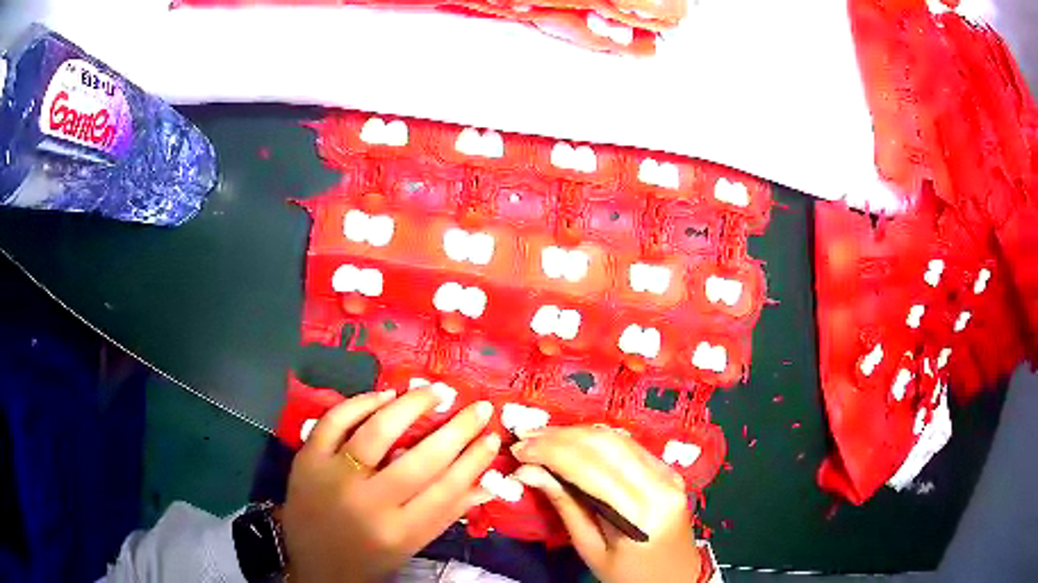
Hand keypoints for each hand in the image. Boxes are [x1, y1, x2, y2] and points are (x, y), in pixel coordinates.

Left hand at [280, 388, 499, 582]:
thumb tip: (486, 483)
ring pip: (377, 432)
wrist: (311, 564)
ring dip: (411, 406)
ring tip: (436, 391)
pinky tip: (385, 396)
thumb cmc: (369, 558)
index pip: (447, 489)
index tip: (491, 437)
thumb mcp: (411, 546)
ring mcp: (333, 477)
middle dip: (457, 430)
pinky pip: (334, 421)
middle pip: (420, 461)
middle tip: (478, 408)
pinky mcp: (307, 459)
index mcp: (399, 531)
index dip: (474, 460)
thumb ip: (446, 514)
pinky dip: (360, 403)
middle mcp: (368, 503)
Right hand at [511, 426, 701, 582]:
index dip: (551, 452)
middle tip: (525, 437)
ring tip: (542, 437)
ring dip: (575, 433)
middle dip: (559, 436)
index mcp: (642, 512)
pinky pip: (628, 446)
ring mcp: (668, 473)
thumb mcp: (592, 550)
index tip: (519, 449)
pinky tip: (571, 442)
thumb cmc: (630, 574)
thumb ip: (565, 506)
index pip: (591, 468)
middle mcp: (660, 483)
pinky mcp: (668, 470)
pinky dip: (595, 440)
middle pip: (605, 444)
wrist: (676, 577)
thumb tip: (529, 472)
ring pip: (617, 438)